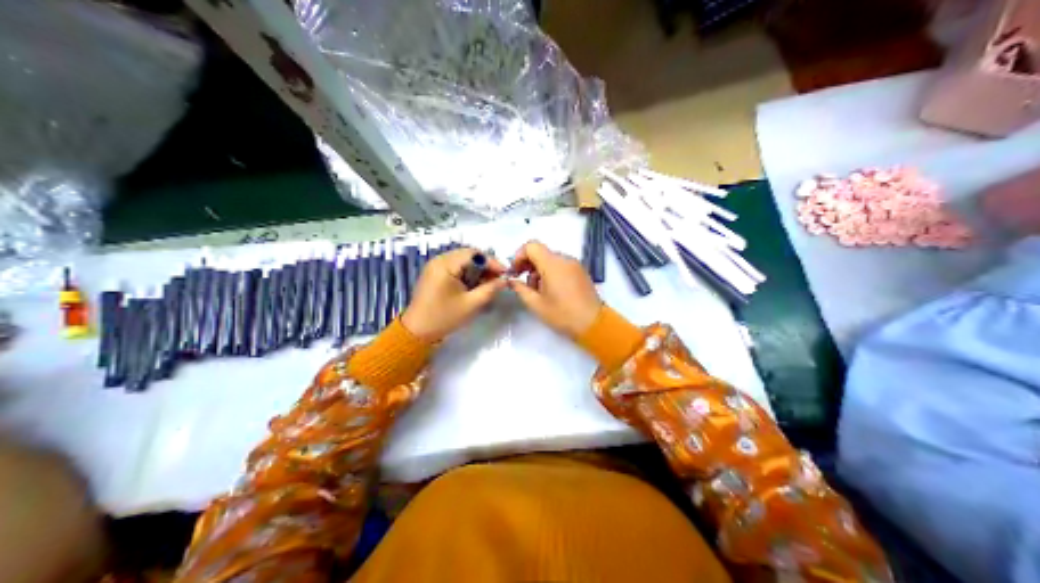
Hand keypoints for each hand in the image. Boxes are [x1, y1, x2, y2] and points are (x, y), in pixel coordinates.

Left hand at [401, 247, 508, 340]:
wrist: (417, 331)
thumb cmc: (444, 317)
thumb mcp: (471, 304)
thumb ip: (490, 289)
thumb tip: (505, 280)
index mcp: (445, 264)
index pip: (474, 254)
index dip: (492, 262)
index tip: (506, 273)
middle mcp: (439, 260)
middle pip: (468, 255)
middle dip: (485, 266)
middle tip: (498, 279)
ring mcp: (435, 266)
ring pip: (463, 261)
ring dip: (477, 270)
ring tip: (488, 284)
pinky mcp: (434, 274)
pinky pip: (455, 267)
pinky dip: (467, 274)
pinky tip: (474, 286)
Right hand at [506, 238, 597, 335]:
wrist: (593, 323)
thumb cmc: (562, 314)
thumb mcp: (536, 304)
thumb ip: (521, 289)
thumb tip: (512, 280)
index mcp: (552, 264)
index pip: (531, 246)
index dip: (519, 256)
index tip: (515, 271)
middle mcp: (564, 259)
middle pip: (541, 252)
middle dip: (528, 264)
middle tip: (522, 282)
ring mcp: (574, 264)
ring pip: (551, 259)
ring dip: (540, 270)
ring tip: (537, 290)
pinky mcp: (581, 272)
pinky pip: (561, 265)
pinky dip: (551, 272)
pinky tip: (551, 290)